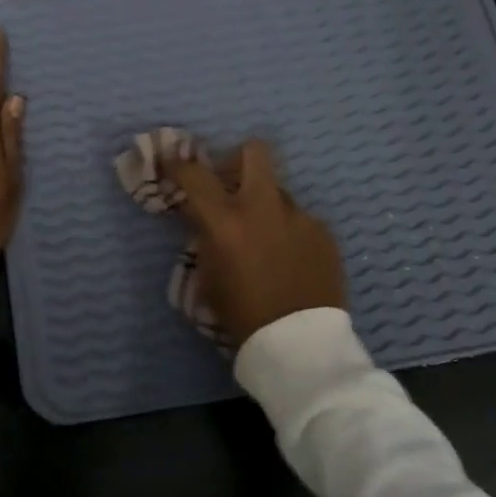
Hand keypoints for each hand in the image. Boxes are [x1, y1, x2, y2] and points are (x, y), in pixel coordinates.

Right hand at [165, 141, 346, 346]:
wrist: (300, 344)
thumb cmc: (242, 314)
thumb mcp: (208, 276)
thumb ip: (206, 237)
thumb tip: (206, 217)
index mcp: (226, 221)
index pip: (195, 174)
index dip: (178, 163)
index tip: (171, 162)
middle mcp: (263, 207)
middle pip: (254, 152)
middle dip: (238, 158)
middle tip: (232, 182)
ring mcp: (299, 216)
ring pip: (278, 192)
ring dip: (266, 205)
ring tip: (266, 238)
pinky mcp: (324, 232)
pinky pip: (299, 219)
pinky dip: (289, 231)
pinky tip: (290, 259)